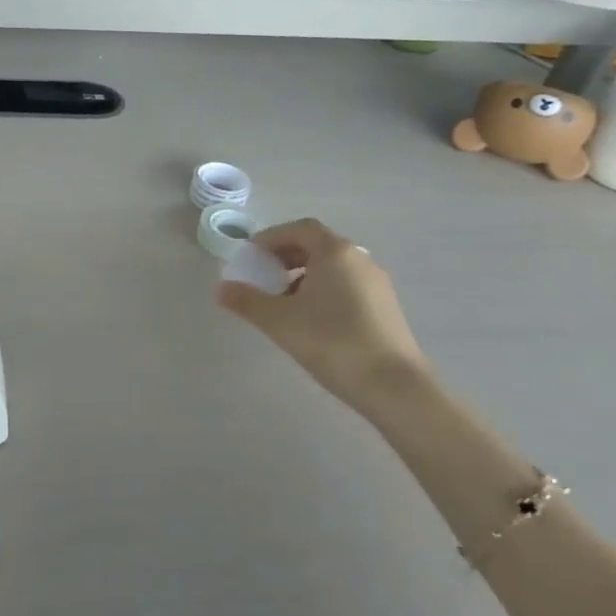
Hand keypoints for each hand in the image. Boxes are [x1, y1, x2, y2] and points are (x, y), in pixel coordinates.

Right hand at [215, 218, 429, 406]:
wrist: (394, 387)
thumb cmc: (332, 342)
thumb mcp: (279, 321)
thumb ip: (247, 301)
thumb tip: (221, 289)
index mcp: (335, 252)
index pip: (298, 228)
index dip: (270, 238)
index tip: (250, 257)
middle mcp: (359, 259)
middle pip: (316, 244)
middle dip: (285, 255)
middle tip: (262, 276)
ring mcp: (376, 283)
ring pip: (332, 266)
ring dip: (302, 274)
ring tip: (282, 300)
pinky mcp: (385, 307)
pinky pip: (346, 284)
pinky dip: (322, 289)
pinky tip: (310, 319)